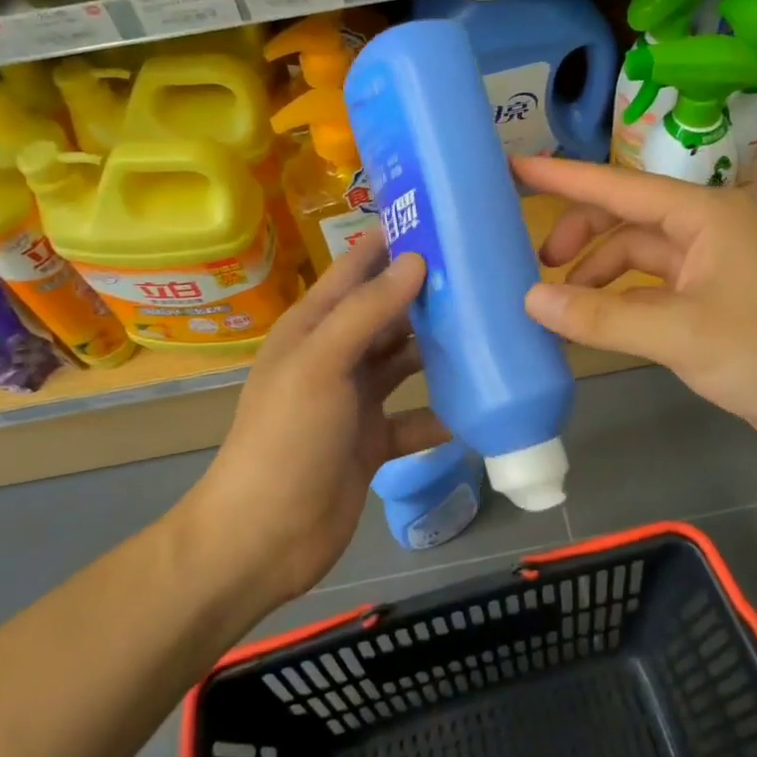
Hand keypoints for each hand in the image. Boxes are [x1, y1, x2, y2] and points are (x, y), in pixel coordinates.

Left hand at [193, 239, 448, 605]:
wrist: (265, 537)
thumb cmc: (287, 439)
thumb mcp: (321, 365)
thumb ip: (368, 311)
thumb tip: (417, 261)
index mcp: (312, 328)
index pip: (355, 270)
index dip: (392, 242)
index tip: (442, 219)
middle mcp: (334, 357)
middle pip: (386, 314)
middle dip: (428, 295)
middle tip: (484, 275)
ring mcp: (353, 401)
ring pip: (404, 363)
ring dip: (439, 351)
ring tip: (491, 330)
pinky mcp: (372, 441)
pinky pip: (415, 418)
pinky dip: (441, 414)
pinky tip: (478, 407)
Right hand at [515, 156, 756, 458]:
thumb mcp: (680, 335)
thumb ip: (602, 317)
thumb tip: (531, 300)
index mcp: (704, 216)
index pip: (619, 187)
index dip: (564, 178)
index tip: (516, 169)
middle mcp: (704, 230)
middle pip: (625, 218)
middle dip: (580, 234)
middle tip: (537, 264)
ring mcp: (707, 266)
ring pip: (634, 255)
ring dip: (596, 273)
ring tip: (558, 302)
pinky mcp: (707, 301)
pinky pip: (647, 288)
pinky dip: (616, 300)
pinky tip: (592, 321)